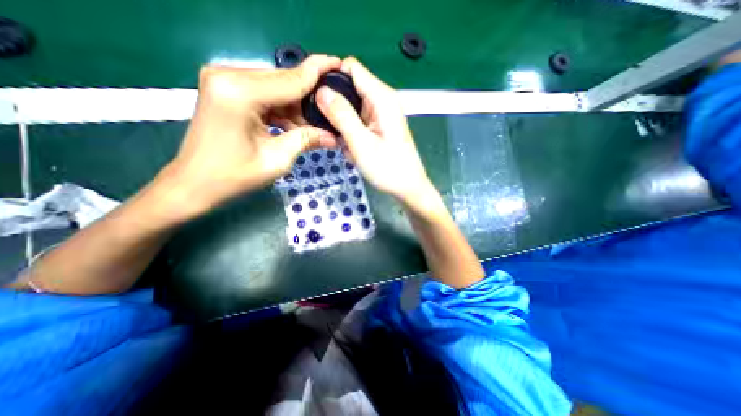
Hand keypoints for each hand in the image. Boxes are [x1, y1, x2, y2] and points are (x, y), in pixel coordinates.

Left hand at [159, 55, 340, 219]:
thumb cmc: (234, 176)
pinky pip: (265, 95)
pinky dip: (283, 110)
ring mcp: (225, 81)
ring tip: (315, 126)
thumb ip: (306, 140)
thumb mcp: (277, 159)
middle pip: (284, 81)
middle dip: (310, 96)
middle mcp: (229, 76)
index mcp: (240, 92)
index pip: (291, 80)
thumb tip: (333, 136)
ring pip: (276, 88)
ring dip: (297, 107)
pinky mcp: (226, 91)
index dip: (318, 72)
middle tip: (332, 111)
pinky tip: (296, 125)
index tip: (340, 64)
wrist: (196, 184)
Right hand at [314, 57, 434, 208]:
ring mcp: (380, 115)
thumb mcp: (361, 143)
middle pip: (350, 89)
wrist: (407, 188)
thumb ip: (342, 115)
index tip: (316, 96)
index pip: (351, 68)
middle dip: (336, 108)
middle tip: (332, 131)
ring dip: (343, 126)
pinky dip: (351, 135)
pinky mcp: (378, 127)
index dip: (331, 76)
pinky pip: (357, 123)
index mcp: (382, 97)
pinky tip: (354, 150)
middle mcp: (382, 101)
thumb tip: (321, 90)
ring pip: (351, 109)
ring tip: (347, 146)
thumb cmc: (388, 168)